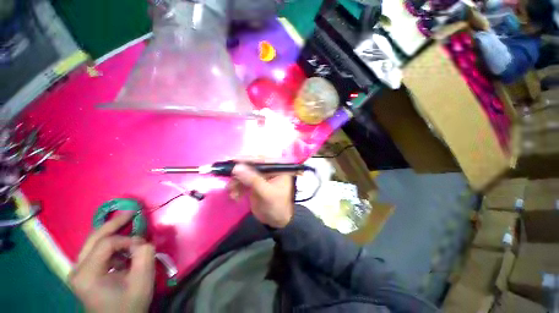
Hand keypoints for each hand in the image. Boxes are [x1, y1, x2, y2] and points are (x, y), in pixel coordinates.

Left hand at [69, 212, 155, 312]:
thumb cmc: (129, 304)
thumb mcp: (142, 281)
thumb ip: (145, 255)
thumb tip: (142, 241)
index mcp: (87, 274)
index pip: (106, 243)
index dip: (128, 240)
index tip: (143, 246)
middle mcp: (77, 268)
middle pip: (94, 237)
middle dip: (115, 223)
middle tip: (132, 211)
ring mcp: (77, 270)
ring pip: (93, 241)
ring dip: (111, 231)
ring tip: (127, 222)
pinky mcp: (82, 271)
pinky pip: (95, 249)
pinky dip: (109, 242)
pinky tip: (121, 244)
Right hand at [230, 164, 294, 227]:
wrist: (276, 221)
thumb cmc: (277, 206)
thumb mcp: (266, 193)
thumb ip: (253, 180)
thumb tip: (237, 167)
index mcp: (277, 168)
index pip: (261, 159)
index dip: (247, 159)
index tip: (232, 160)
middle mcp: (269, 169)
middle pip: (251, 165)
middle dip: (239, 172)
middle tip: (228, 178)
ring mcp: (261, 176)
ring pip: (245, 173)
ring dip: (236, 182)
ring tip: (231, 192)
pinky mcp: (254, 183)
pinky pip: (243, 181)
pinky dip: (237, 187)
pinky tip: (235, 196)